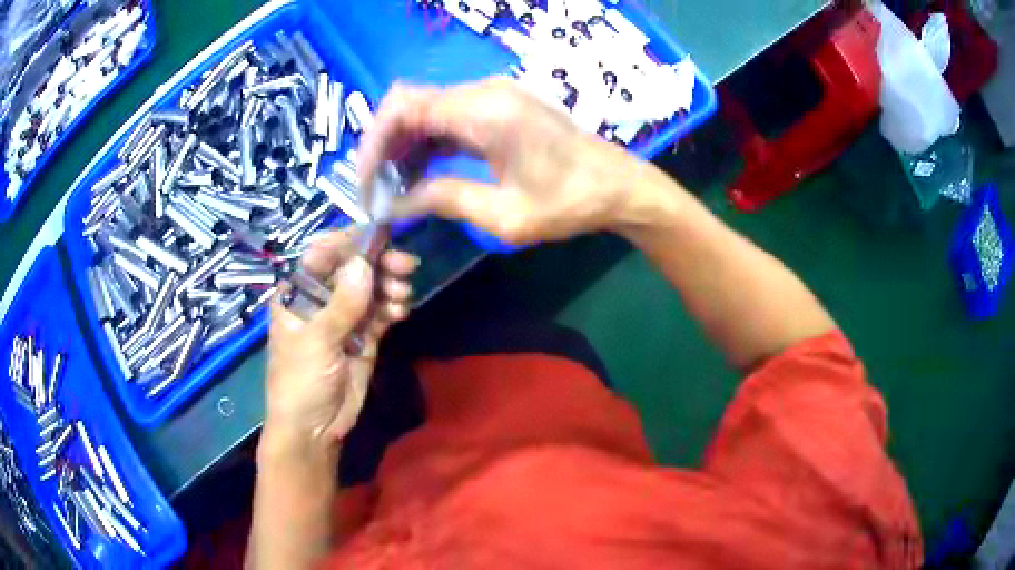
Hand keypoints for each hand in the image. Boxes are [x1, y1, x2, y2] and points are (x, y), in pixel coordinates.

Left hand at [264, 229, 417, 452]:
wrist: (314, 430)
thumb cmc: (299, 383)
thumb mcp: (316, 343)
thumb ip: (341, 304)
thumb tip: (364, 264)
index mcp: (297, 293)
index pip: (322, 254)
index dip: (349, 242)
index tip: (380, 236)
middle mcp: (321, 298)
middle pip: (352, 268)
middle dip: (378, 263)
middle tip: (405, 265)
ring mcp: (344, 317)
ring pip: (371, 288)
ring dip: (389, 285)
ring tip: (402, 295)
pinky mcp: (363, 336)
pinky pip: (380, 311)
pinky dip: (393, 306)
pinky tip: (400, 311)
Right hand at [358, 78, 671, 244]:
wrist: (617, 186)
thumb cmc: (569, 203)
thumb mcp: (504, 214)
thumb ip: (444, 200)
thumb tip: (395, 204)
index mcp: (483, 111)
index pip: (403, 107)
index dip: (373, 143)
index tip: (367, 184)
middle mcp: (483, 92)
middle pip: (409, 103)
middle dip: (384, 146)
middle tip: (378, 191)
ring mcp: (492, 96)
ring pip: (425, 109)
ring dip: (404, 146)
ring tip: (395, 189)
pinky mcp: (498, 107)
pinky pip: (448, 117)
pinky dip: (427, 143)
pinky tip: (421, 174)